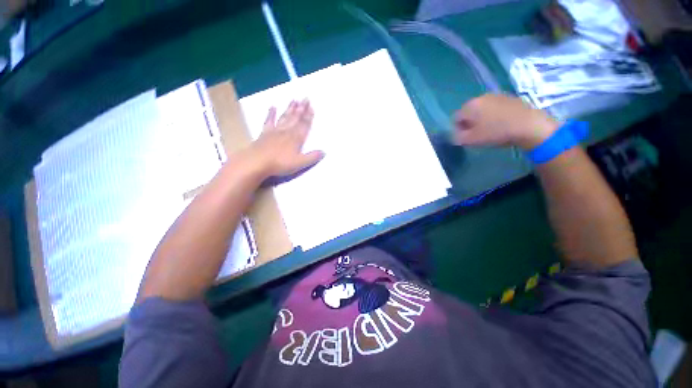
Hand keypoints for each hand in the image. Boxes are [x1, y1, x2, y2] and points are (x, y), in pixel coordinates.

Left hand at [247, 99, 324, 178]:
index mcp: (296, 138)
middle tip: (305, 98)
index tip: (312, 106)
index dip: (309, 116)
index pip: (304, 125)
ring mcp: (275, 131)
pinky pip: (269, 121)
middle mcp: (287, 132)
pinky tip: (272, 106)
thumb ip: (312, 157)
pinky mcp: (265, 133)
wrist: (257, 162)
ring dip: (290, 109)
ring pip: (285, 117)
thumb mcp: (300, 163)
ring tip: (294, 100)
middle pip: (296, 118)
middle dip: (301, 109)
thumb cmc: (280, 163)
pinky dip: (271, 113)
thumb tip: (324, 152)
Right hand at [452, 94, 558, 149]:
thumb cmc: (496, 132)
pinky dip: (494, 115)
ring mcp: (496, 95)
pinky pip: (494, 107)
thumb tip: (455, 135)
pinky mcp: (509, 97)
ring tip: (490, 129)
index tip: (466, 137)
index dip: (458, 129)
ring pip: (482, 109)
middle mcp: (480, 97)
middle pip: (469, 112)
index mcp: (469, 106)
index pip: (456, 118)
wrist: (529, 125)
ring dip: (481, 119)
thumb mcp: (472, 140)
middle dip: (469, 123)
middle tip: (477, 134)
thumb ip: (458, 137)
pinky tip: (501, 124)